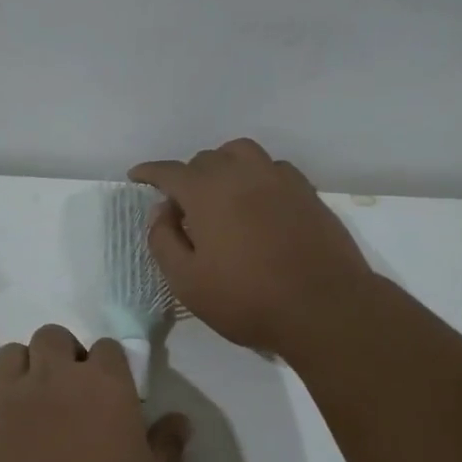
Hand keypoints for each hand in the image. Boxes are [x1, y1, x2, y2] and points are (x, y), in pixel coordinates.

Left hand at [0, 324, 190, 461]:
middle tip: (73, 396)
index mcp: (105, 386)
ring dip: (24, 369)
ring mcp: (8, 398)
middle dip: (63, 355)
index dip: (111, 368)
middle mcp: (54, 378)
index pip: (108, 347)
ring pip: (11, 354)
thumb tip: (178, 420)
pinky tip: (1, 430)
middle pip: (53, 336)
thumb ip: (167, 450)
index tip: (115, 398)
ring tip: (34, 405)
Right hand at [130, 138, 373, 356]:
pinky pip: (272, 168)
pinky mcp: (307, 192)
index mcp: (207, 191)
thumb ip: (163, 240)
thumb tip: (160, 211)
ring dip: (223, 166)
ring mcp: (279, 179)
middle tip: (182, 209)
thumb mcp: (187, 281)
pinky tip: (257, 202)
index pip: (169, 171)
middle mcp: (242, 173)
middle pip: (205, 159)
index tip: (137, 177)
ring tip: (220, 194)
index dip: (149, 173)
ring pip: (241, 153)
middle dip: (187, 177)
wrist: (324, 307)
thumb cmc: (247, 298)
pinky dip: (256, 176)